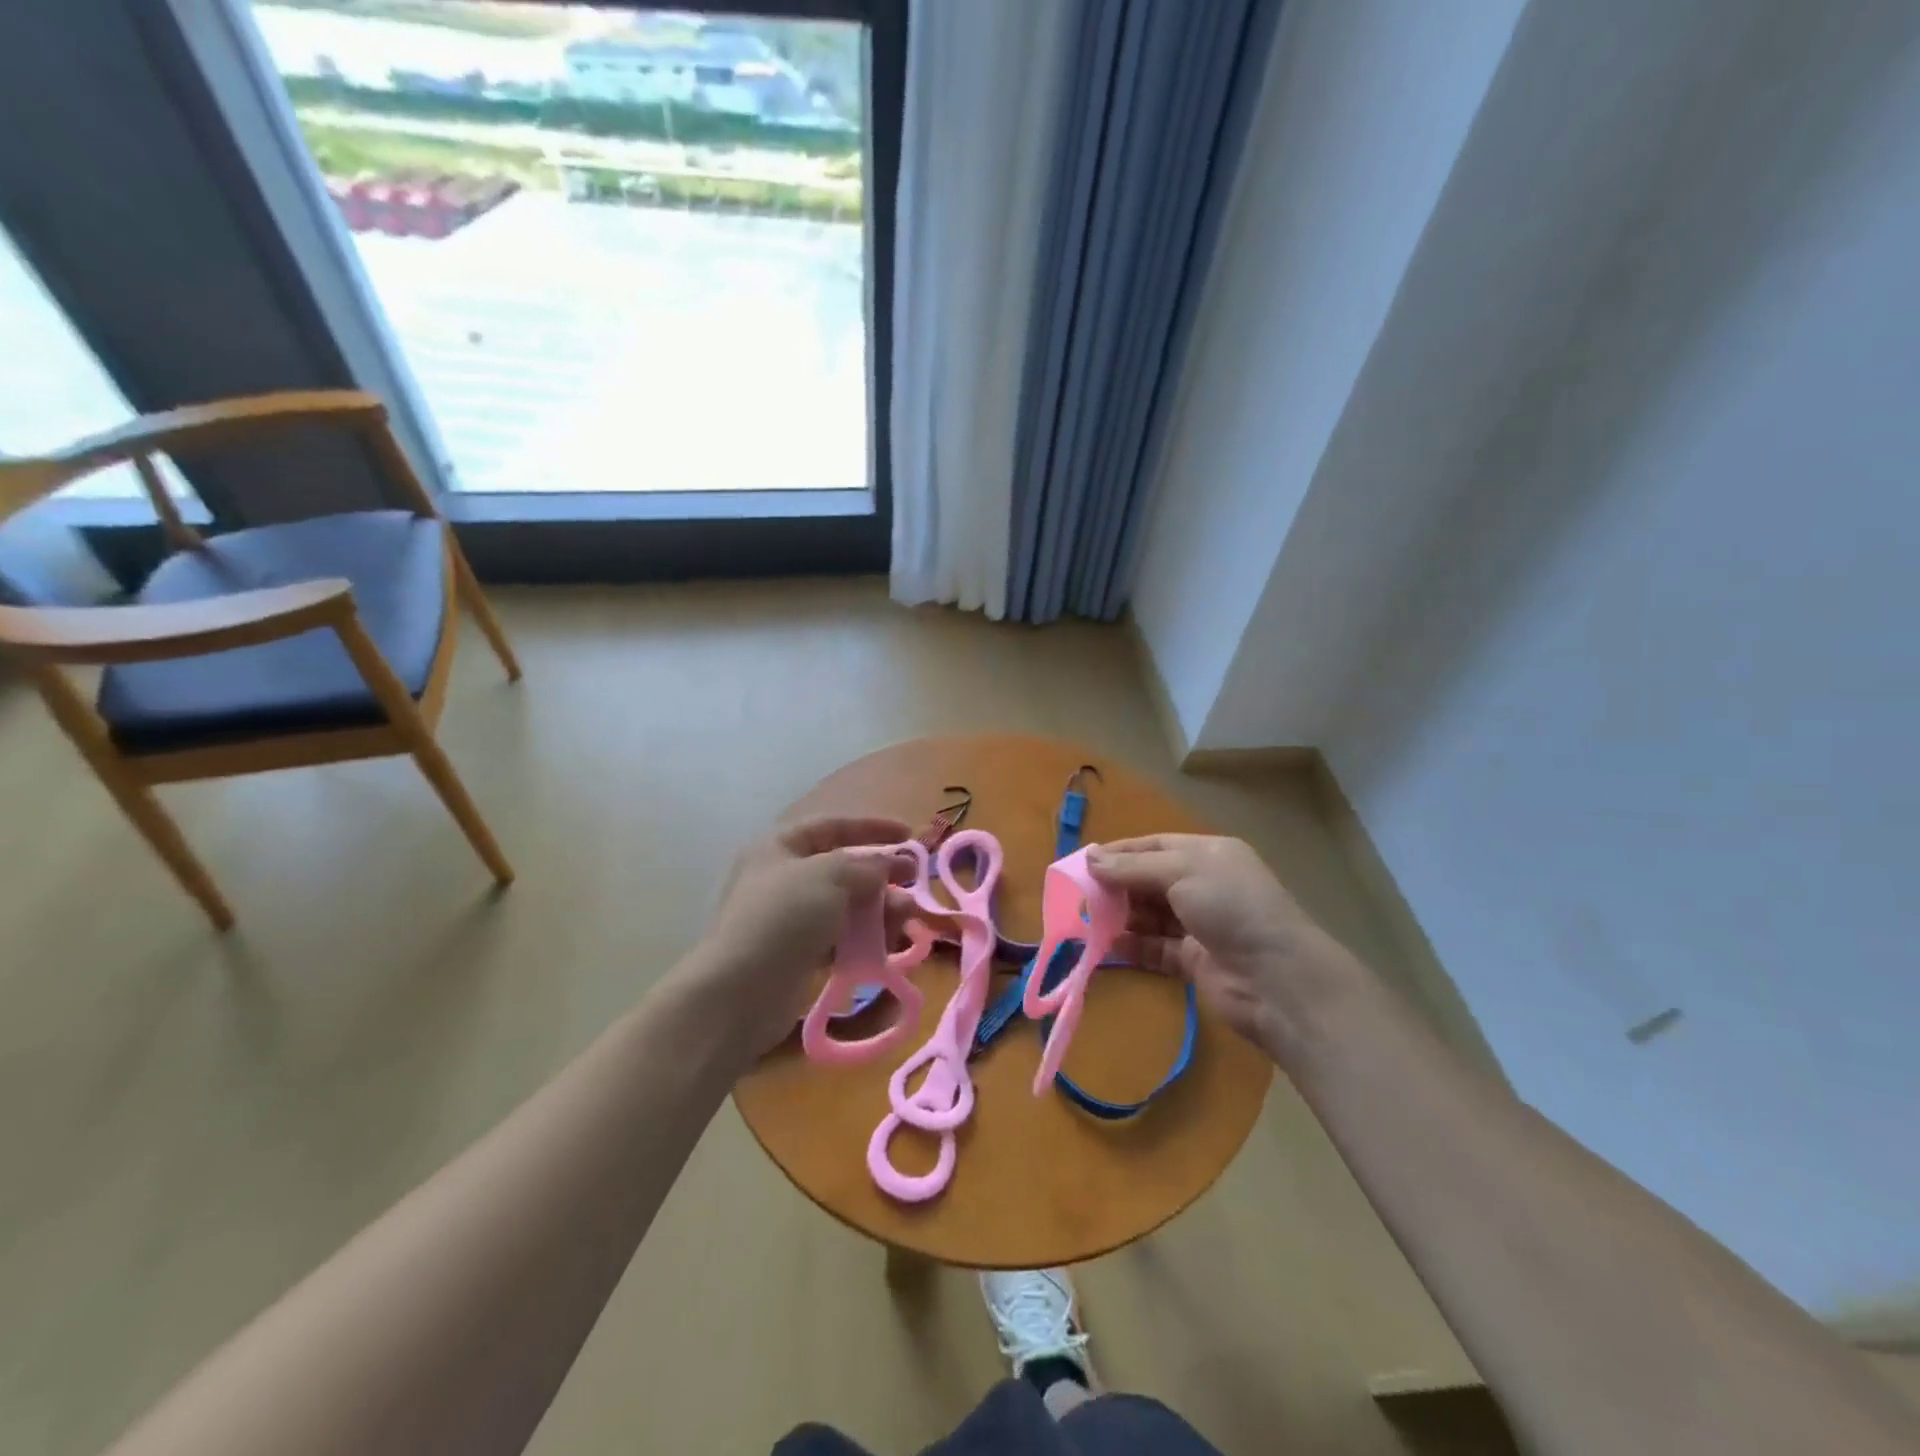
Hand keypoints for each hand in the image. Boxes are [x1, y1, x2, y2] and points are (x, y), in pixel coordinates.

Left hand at [682, 815, 915, 1061]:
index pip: (832, 825)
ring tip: (903, 920)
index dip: (871, 827)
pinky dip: (864, 939)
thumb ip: (867, 864)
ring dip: (879, 910)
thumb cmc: (784, 916)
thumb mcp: (830, 875)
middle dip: (881, 876)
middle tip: (913, 884)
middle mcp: (783, 878)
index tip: (908, 835)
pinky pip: (840, 938)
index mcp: (780, 847)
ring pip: (846, 906)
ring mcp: (790, 919)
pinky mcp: (798, 954)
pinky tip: (886, 947)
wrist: (741, 991)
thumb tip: (891, 863)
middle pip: (843, 869)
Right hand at [1088, 834, 1360, 1057]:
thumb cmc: (1231, 907)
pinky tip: (1106, 946)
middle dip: (1116, 886)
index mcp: (1208, 854)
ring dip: (1120, 917)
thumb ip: (1132, 867)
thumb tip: (1090, 858)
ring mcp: (1200, 924)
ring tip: (1085, 921)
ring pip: (1150, 915)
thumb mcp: (1181, 872)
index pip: (1154, 846)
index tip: (1083, 863)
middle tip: (1078, 896)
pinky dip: (1132, 946)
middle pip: (1149, 880)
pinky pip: (1155, 948)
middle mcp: (1204, 885)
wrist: (1277, 979)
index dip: (1119, 853)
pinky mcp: (1194, 960)